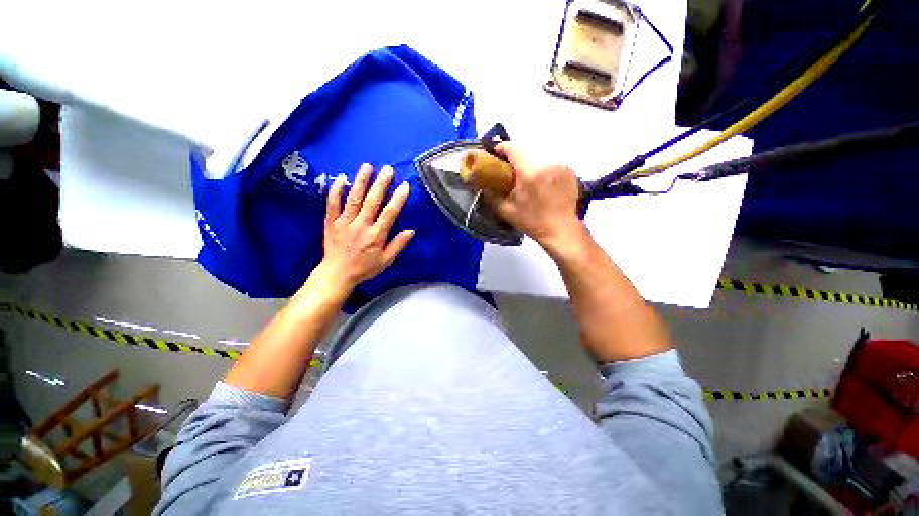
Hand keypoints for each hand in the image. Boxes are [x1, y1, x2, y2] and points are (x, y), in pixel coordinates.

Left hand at [313, 164, 413, 294]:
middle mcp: (361, 226)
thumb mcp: (385, 260)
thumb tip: (411, 230)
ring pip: (353, 199)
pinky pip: (332, 204)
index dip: (398, 199)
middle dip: (381, 184)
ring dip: (360, 182)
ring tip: (367, 167)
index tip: (404, 185)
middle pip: (372, 201)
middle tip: (388, 169)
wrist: (337, 274)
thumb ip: (398, 245)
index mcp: (376, 236)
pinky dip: (335, 191)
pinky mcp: (331, 222)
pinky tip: (341, 178)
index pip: (389, 213)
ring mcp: (344, 222)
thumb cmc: (364, 268)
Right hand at [484, 143, 586, 254]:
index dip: (501, 148)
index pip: (512, 148)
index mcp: (528, 173)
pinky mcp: (569, 172)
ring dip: (530, 166)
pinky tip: (543, 185)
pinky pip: (551, 165)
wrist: (561, 229)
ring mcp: (560, 166)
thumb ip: (492, 196)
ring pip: (539, 159)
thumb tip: (483, 186)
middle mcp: (545, 164)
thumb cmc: (532, 221)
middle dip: (515, 160)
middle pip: (526, 153)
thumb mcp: (507, 211)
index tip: (496, 155)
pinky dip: (544, 171)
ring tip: (528, 181)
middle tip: (510, 173)